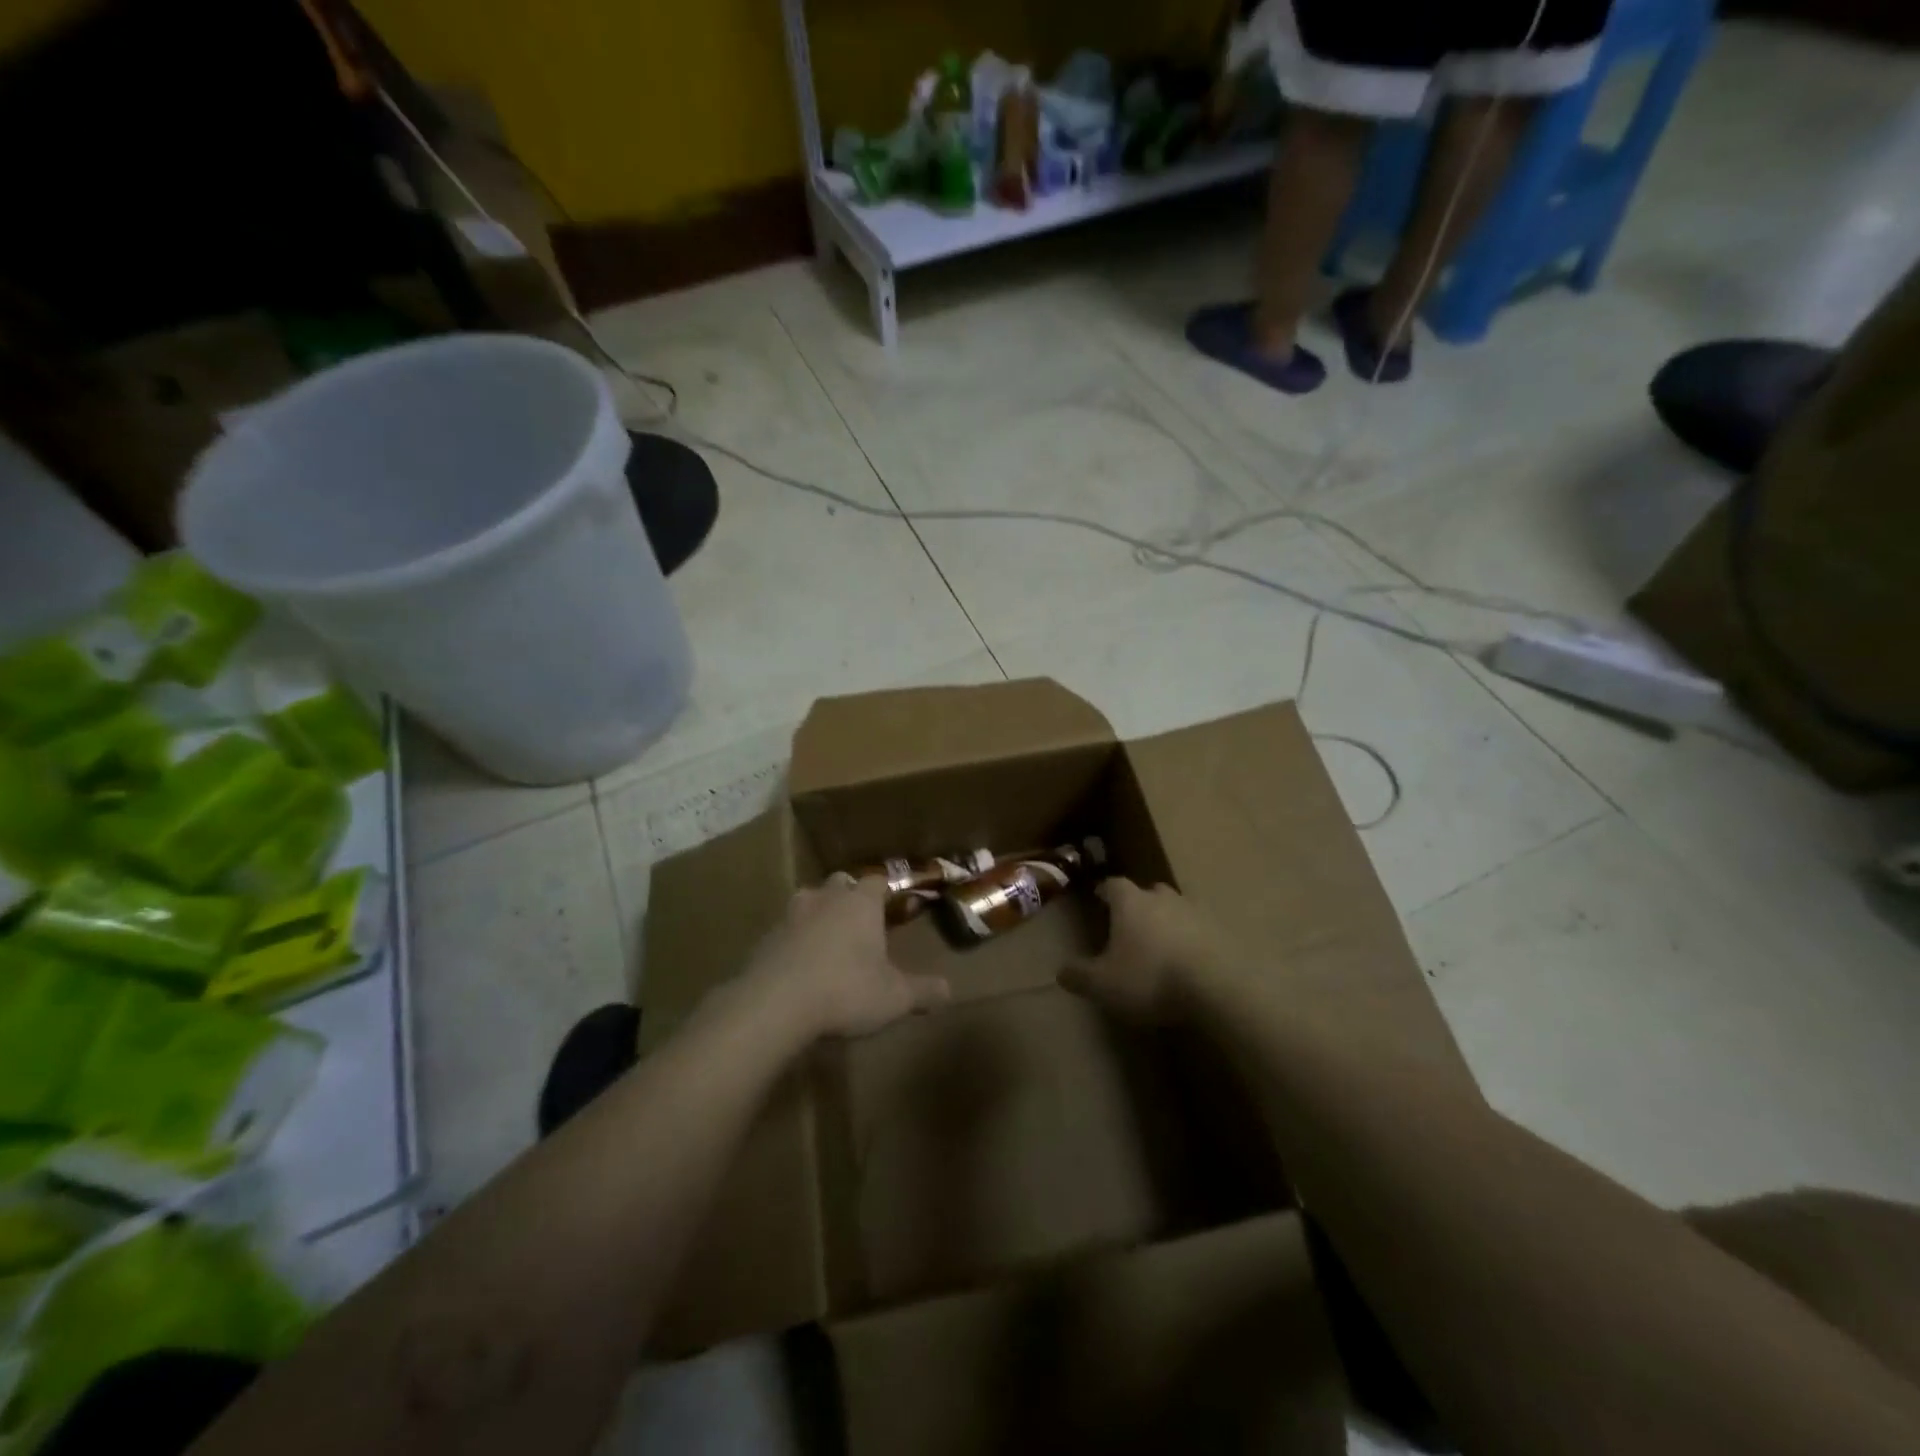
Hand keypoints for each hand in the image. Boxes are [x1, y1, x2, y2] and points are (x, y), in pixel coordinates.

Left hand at [744, 874, 950, 1040]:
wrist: (775, 1003)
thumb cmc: (846, 990)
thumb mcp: (894, 997)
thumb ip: (923, 991)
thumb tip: (949, 990)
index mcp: (861, 903)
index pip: (877, 881)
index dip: (886, 892)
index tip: (895, 907)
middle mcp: (826, 899)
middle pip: (840, 883)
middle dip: (850, 897)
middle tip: (860, 922)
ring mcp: (791, 915)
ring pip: (808, 900)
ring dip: (818, 913)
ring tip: (828, 939)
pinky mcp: (766, 938)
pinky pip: (786, 930)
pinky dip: (794, 940)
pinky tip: (800, 965)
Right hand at [1058, 878, 1237, 1023]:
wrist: (1216, 987)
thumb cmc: (1150, 978)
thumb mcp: (1104, 984)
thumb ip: (1079, 976)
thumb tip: (1061, 971)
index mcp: (1131, 903)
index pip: (1113, 884)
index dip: (1105, 890)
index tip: (1099, 897)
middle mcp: (1163, 899)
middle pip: (1149, 891)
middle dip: (1139, 903)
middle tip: (1131, 922)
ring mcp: (1195, 913)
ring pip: (1176, 908)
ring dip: (1168, 920)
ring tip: (1160, 943)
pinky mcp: (1220, 933)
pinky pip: (1200, 930)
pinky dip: (1191, 939)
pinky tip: (1187, 960)